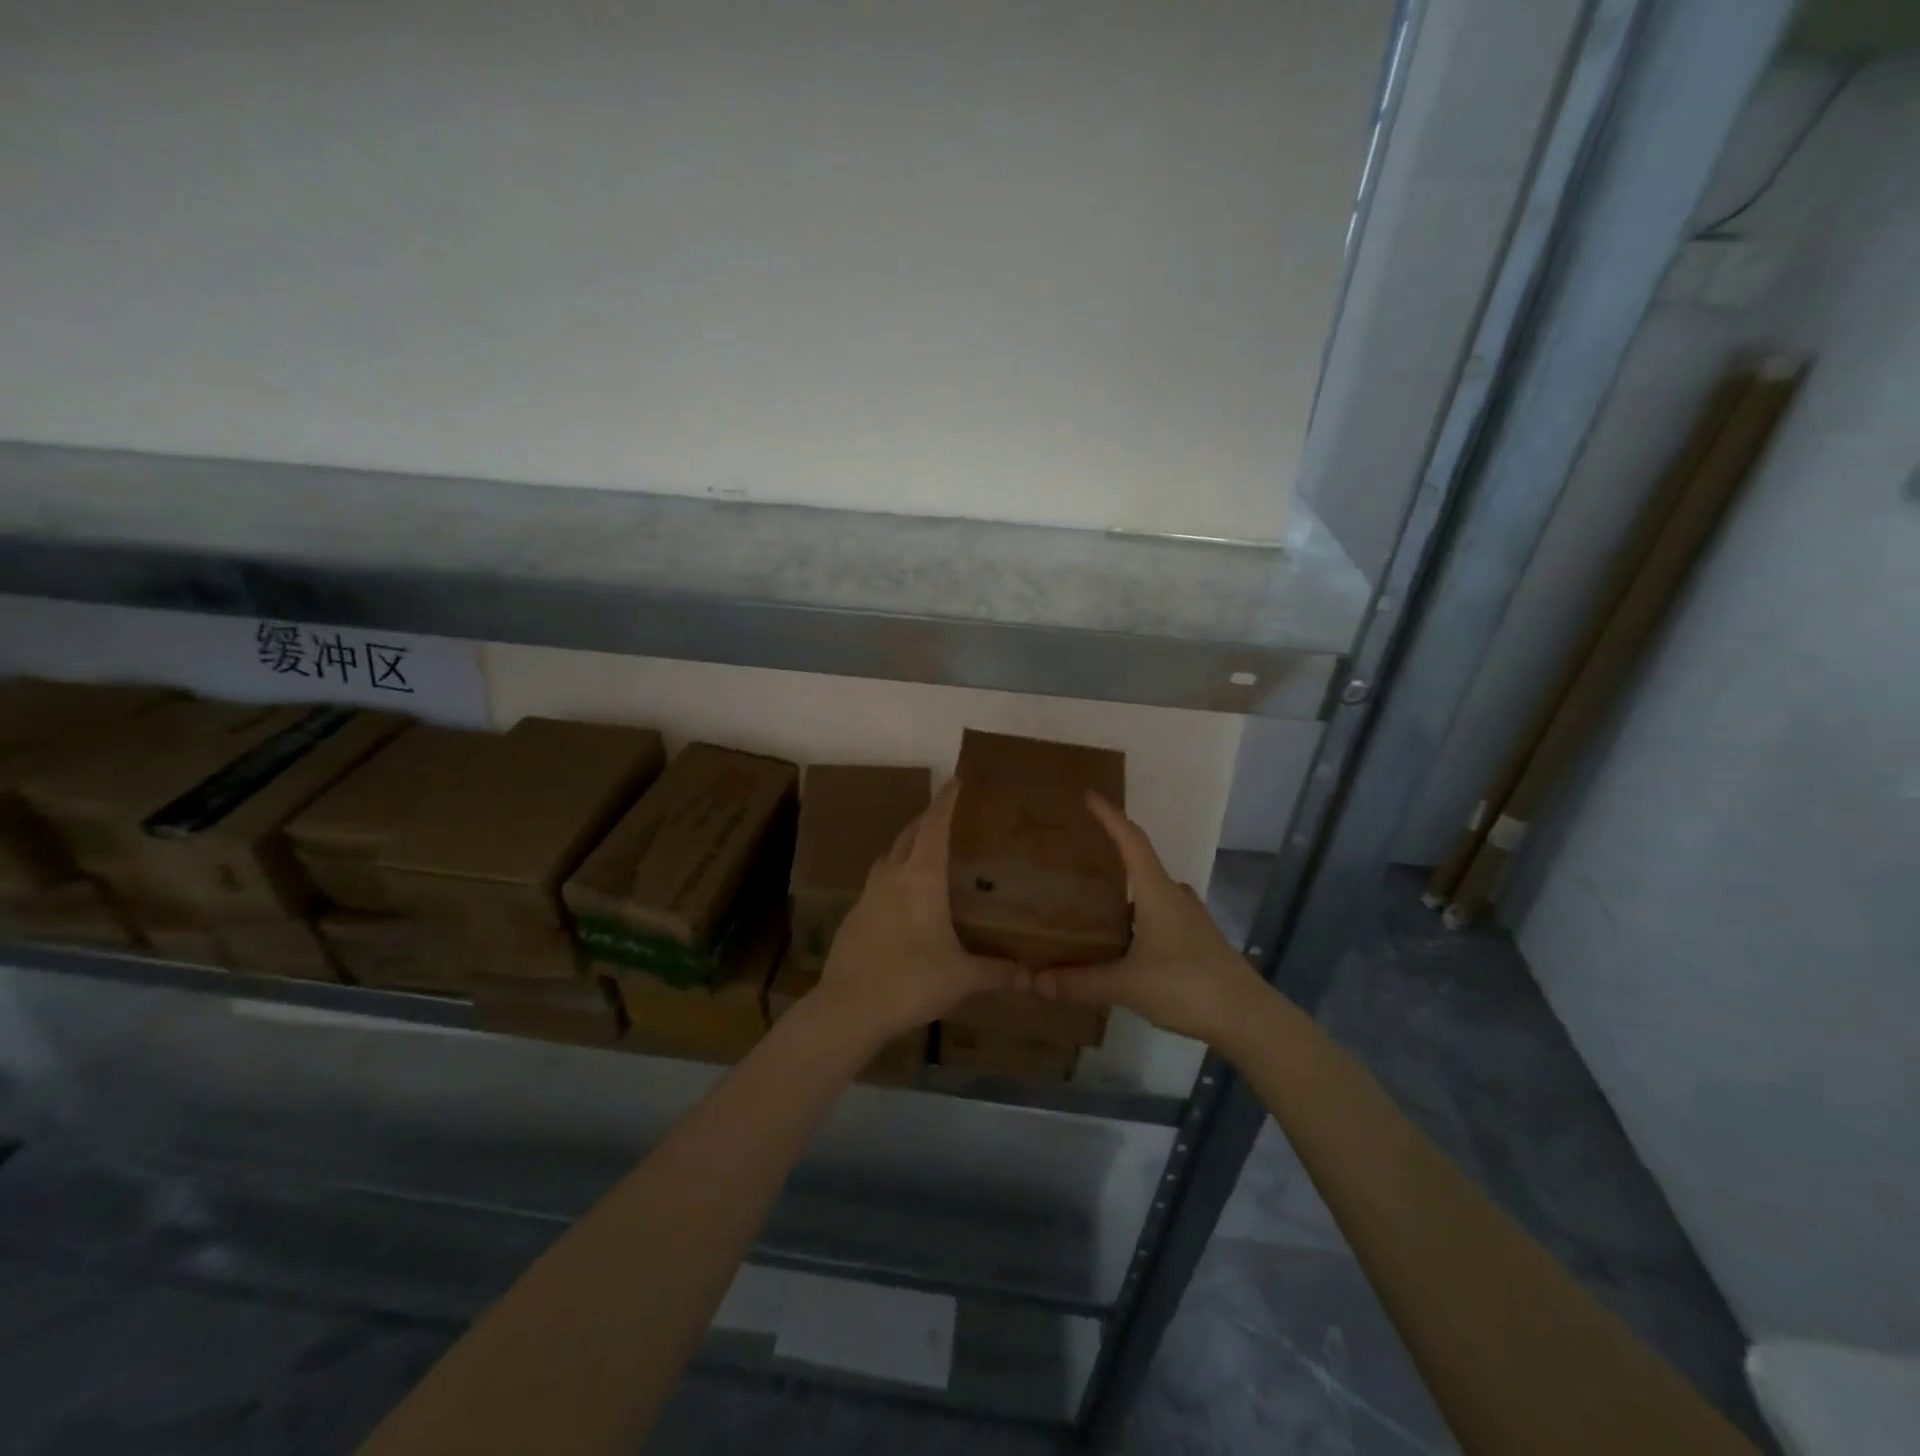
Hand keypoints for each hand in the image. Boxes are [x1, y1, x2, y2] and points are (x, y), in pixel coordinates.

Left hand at [812, 778, 1025, 1045]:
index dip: (947, 801)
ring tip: (929, 850)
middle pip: (910, 833)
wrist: (847, 1008)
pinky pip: (878, 881)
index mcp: (920, 877)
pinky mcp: (855, 914)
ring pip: (890, 854)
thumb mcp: (961, 978)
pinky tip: (904, 897)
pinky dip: (894, 874)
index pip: (935, 825)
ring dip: (908, 844)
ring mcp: (868, 893)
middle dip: (929, 818)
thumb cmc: (909, 982)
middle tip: (952, 816)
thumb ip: (997, 972)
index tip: (959, 780)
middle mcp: (892, 875)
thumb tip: (1031, 977)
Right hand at [1034, 794, 1264, 1044]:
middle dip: (1112, 855)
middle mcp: (1174, 896)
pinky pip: (1159, 915)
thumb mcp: (1127, 985)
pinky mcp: (1197, 940)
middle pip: (1140, 863)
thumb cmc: (1187, 986)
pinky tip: (1122, 940)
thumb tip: (1036, 982)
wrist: (1248, 1018)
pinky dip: (1137, 917)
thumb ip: (1081, 983)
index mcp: (1157, 892)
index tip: (1089, 795)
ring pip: (1151, 892)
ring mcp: (1190, 918)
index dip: (1110, 816)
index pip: (1131, 840)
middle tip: (1079, 856)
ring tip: (1092, 900)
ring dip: (1125, 891)